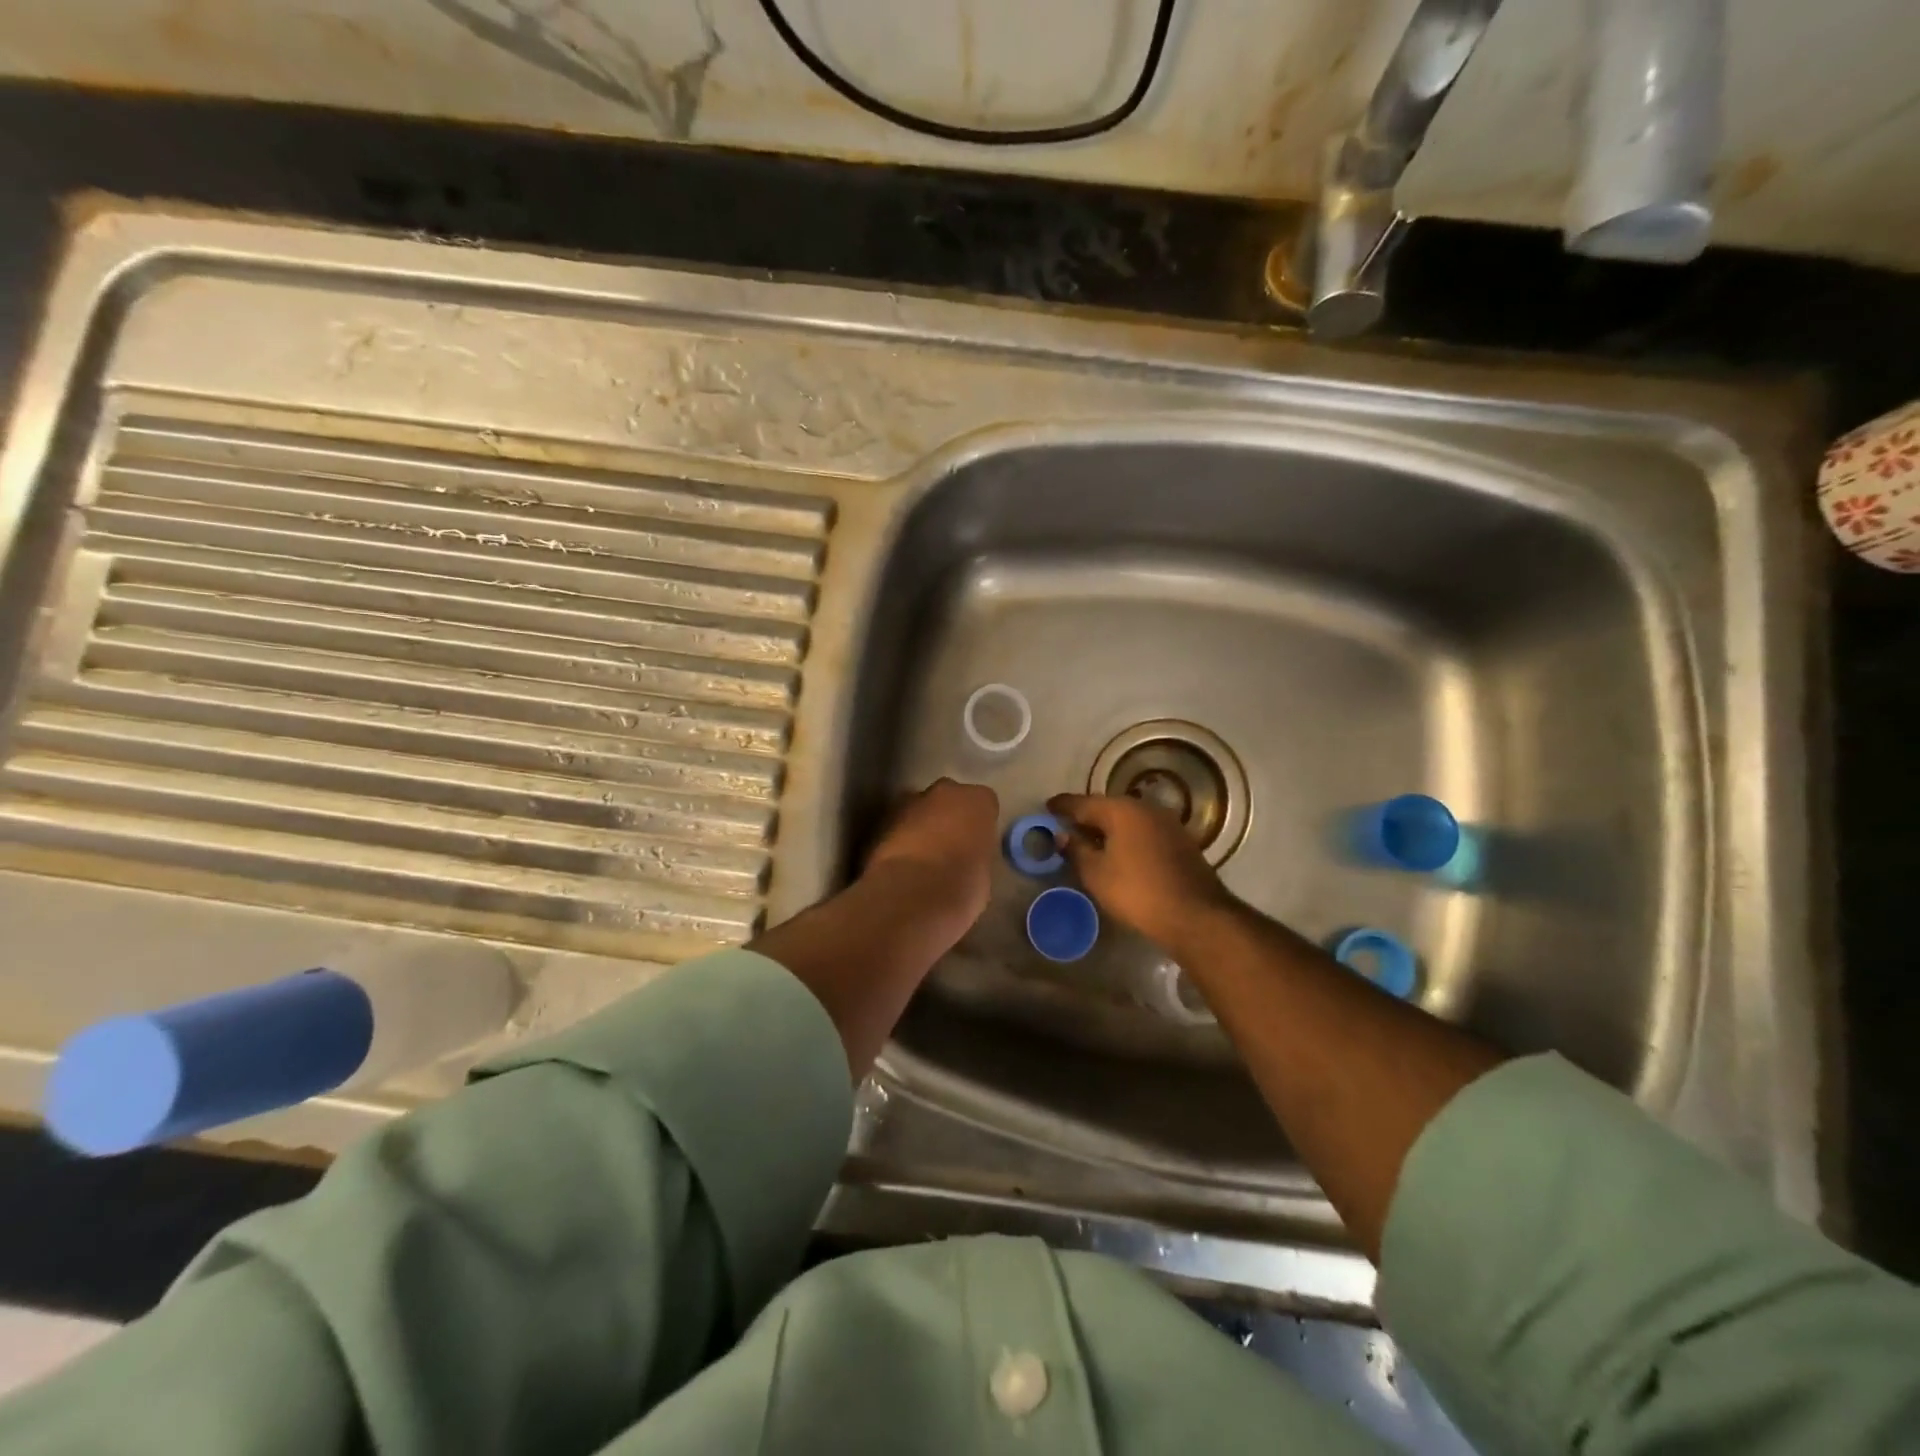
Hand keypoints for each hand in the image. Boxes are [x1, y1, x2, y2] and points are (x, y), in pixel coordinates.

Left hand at [865, 778, 999, 931]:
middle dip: (946, 817)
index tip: (975, 845)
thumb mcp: (984, 873)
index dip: (978, 824)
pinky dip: (898, 841)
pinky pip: (895, 827)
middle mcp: (944, 791)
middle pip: (948, 799)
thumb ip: (976, 854)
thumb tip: (966, 861)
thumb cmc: (962, 887)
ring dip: (919, 827)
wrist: (912, 896)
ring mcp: (908, 802)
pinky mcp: (880, 820)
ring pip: (917, 809)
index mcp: (978, 801)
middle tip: (948, 848)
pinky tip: (900, 867)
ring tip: (920, 860)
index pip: (984, 804)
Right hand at [1048, 792, 1235, 948]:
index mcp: (1121, 810)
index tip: (1047, 807)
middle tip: (1067, 826)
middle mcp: (1145, 808)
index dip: (1062, 806)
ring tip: (1090, 840)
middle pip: (1107, 807)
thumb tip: (1061, 835)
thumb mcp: (1096, 873)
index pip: (1082, 802)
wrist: (1195, 915)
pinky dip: (1127, 837)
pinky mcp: (1180, 840)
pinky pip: (1143, 831)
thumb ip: (1076, 850)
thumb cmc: (1137, 892)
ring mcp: (1167, 822)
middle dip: (1086, 816)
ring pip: (1128, 819)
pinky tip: (1119, 851)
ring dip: (1108, 827)